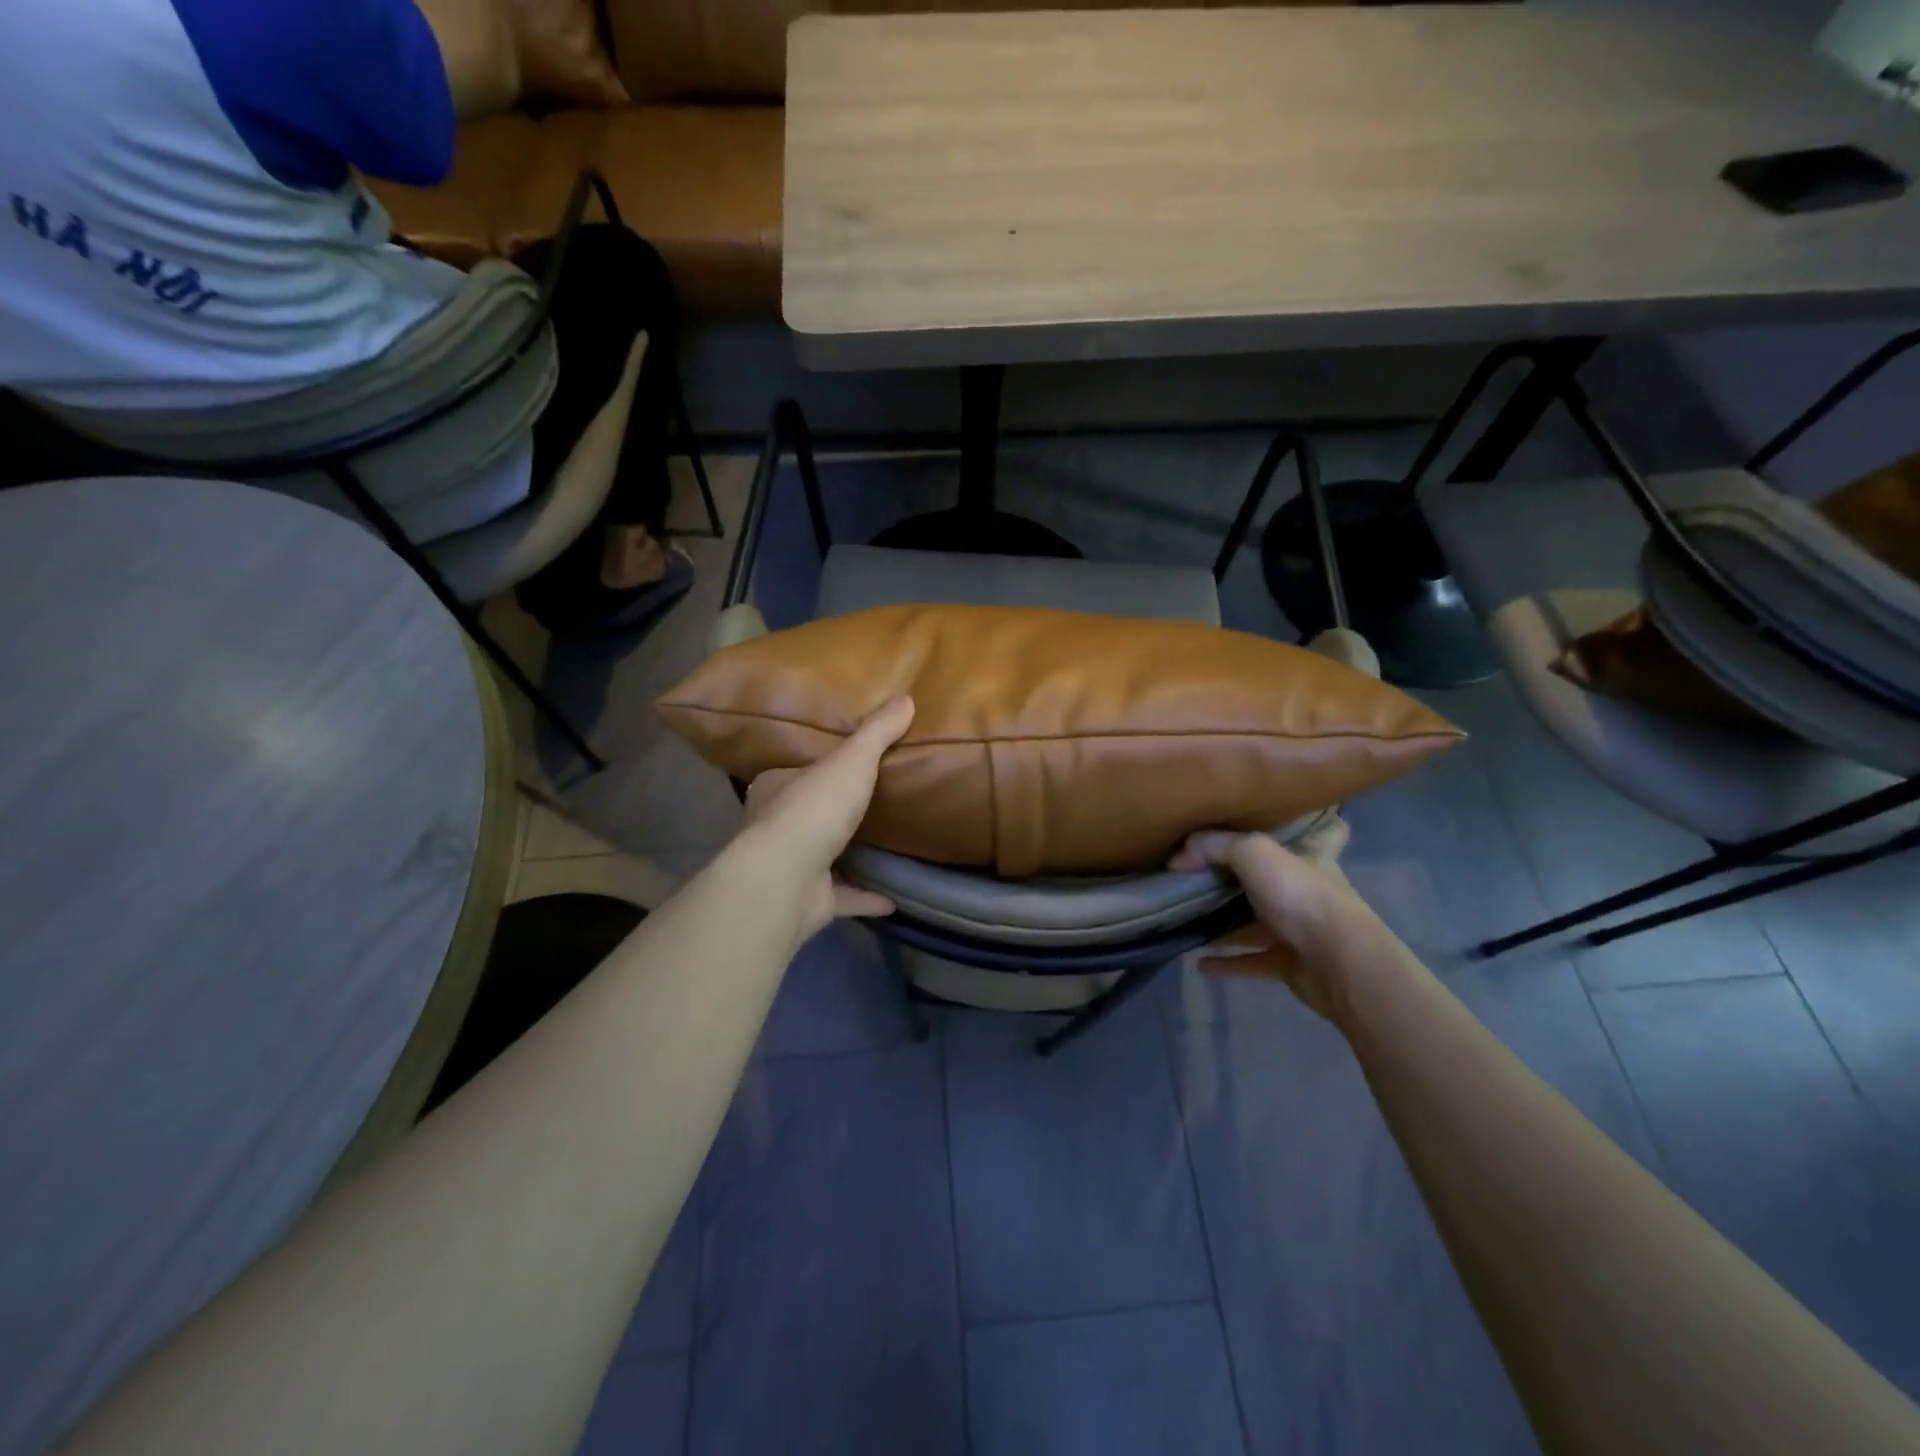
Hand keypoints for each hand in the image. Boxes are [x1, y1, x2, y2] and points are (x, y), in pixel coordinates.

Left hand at [735, 696, 915, 938]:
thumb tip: (906, 698)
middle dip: (829, 812)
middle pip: (805, 815)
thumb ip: (877, 733)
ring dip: (845, 856)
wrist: (785, 880)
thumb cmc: (813, 809)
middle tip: (867, 804)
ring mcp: (789, 868)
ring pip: (820, 858)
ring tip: (882, 849)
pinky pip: (840, 897)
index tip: (842, 767)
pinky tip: (892, 899)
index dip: (813, 768)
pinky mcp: (806, 901)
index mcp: (776, 788)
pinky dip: (864, 897)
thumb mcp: (851, 761)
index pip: (792, 773)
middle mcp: (775, 827)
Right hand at [1169, 815, 1393, 1023]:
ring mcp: (1302, 930)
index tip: (1292, 820)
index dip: (1314, 824)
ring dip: (1230, 923)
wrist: (1338, 963)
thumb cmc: (1301, 896)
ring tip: (1191, 919)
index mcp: (1310, 857)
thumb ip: (1214, 846)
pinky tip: (1200, 963)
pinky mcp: (1291, 964)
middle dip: (1246, 877)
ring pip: (1259, 922)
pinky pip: (1252, 960)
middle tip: (1204, 873)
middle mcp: (1308, 891)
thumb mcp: (1253, 853)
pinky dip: (1228, 962)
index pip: (1323, 833)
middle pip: (1275, 879)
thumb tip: (1178, 857)